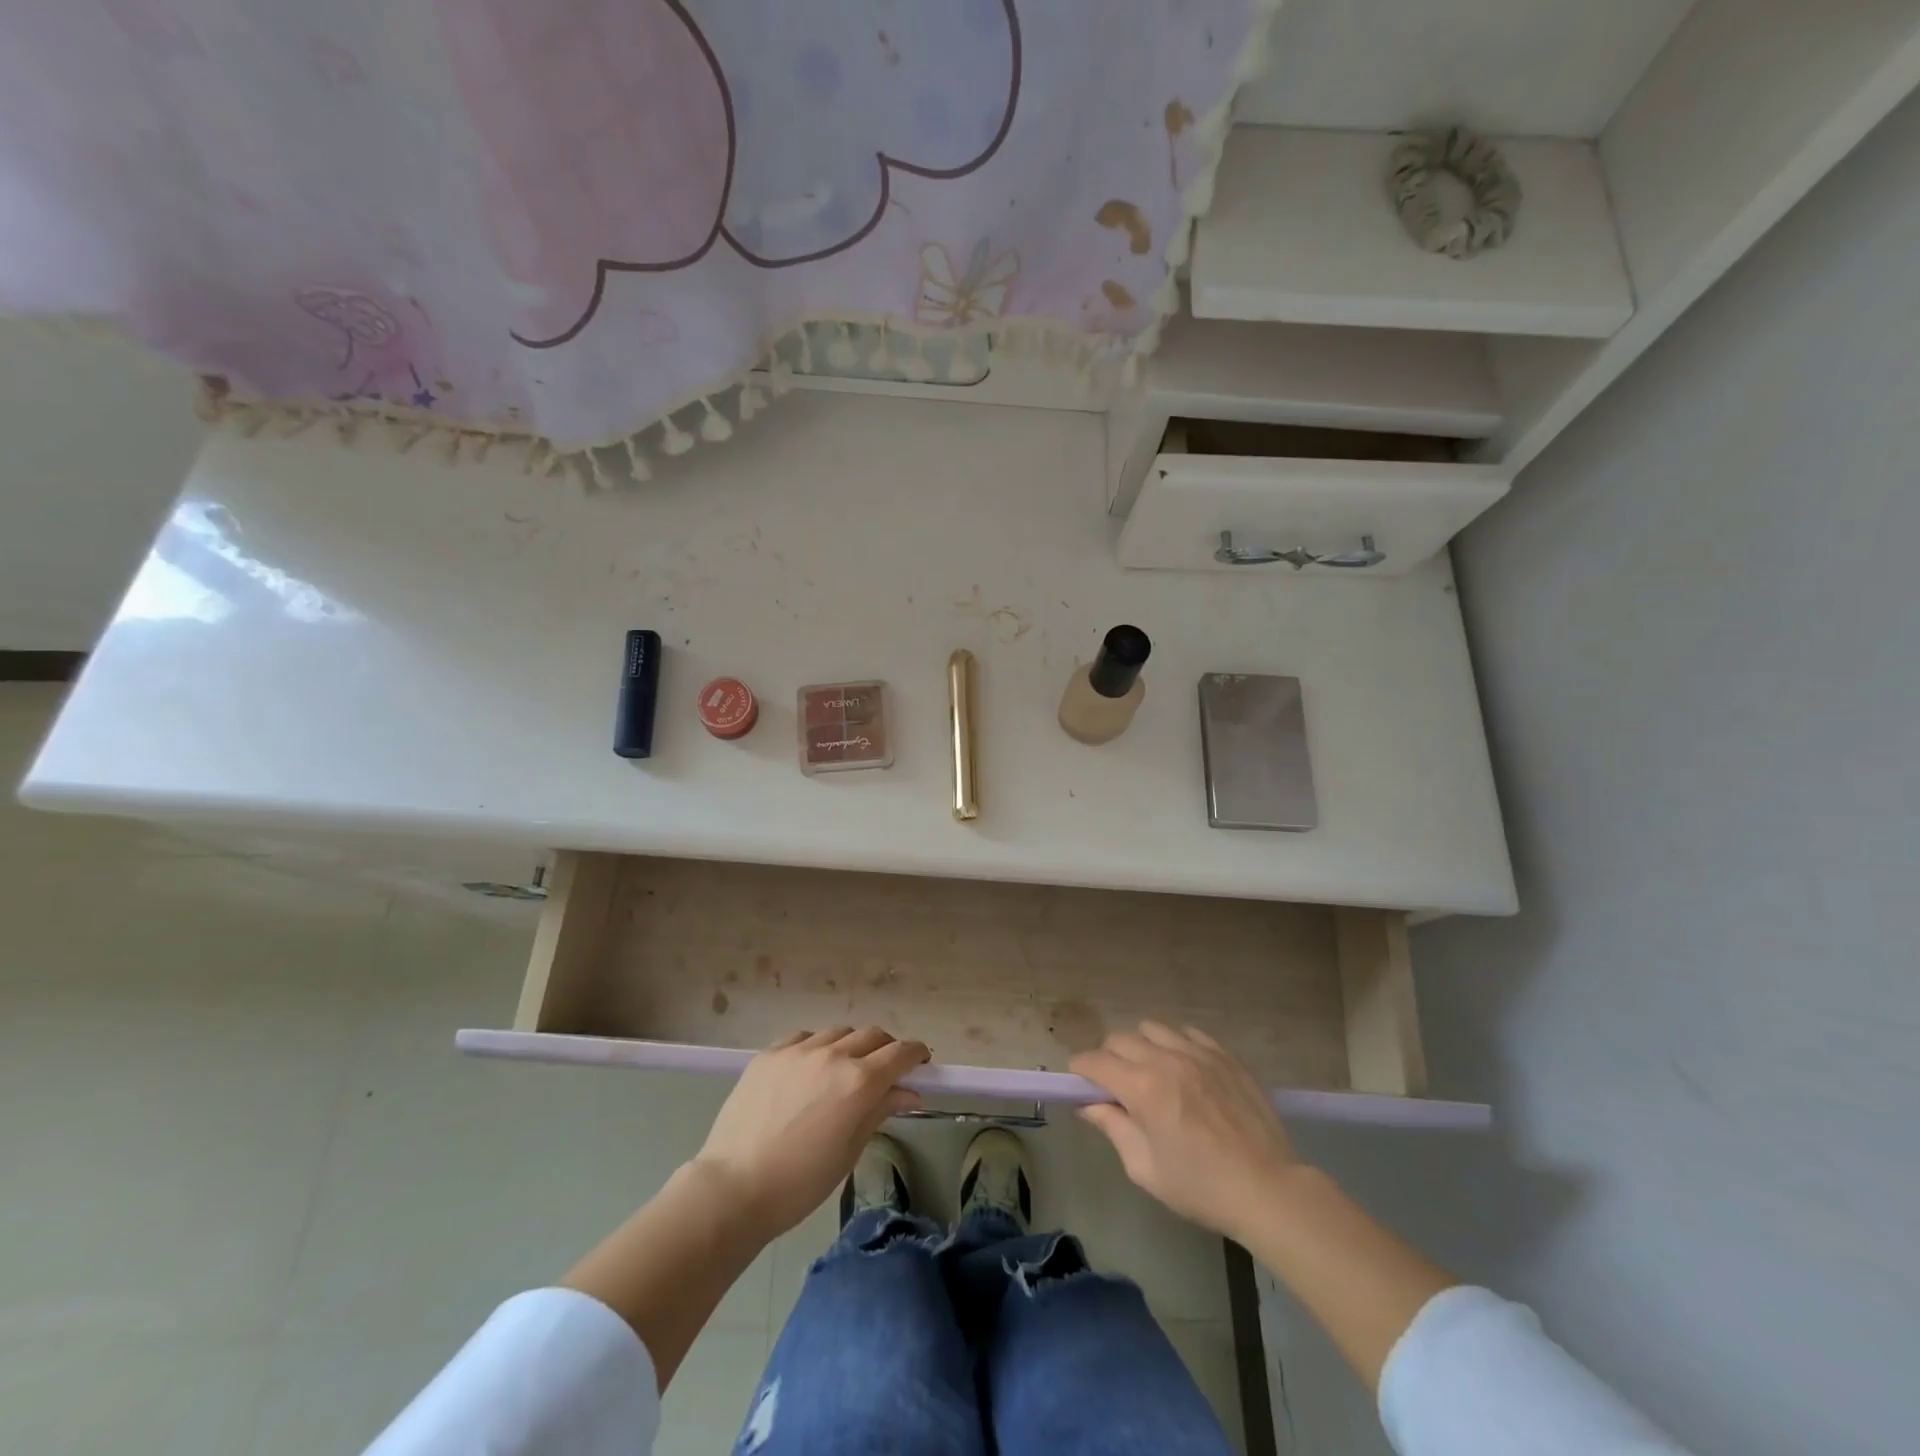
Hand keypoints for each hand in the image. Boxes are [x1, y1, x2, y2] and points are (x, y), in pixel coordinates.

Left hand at [692, 1026, 929, 1239]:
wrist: (733, 1188)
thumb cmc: (800, 1183)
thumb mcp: (850, 1150)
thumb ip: (880, 1111)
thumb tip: (908, 1092)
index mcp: (859, 1082)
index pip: (901, 1053)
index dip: (916, 1054)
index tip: (921, 1063)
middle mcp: (833, 1055)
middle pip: (873, 1035)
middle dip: (886, 1049)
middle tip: (885, 1071)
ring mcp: (798, 1050)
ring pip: (839, 1032)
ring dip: (851, 1046)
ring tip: (843, 1071)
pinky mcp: (770, 1053)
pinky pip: (804, 1037)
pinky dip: (817, 1047)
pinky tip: (810, 1068)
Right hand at [1071, 1021, 1301, 1240]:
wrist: (1269, 1189)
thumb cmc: (1201, 1187)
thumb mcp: (1145, 1168)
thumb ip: (1113, 1128)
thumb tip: (1088, 1106)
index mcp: (1142, 1088)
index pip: (1095, 1061)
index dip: (1081, 1070)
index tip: (1080, 1082)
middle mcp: (1166, 1059)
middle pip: (1120, 1039)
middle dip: (1108, 1058)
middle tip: (1115, 1085)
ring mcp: (1198, 1052)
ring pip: (1152, 1029)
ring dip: (1141, 1047)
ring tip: (1151, 1073)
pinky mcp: (1224, 1055)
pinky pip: (1188, 1033)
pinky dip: (1175, 1044)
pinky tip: (1183, 1068)